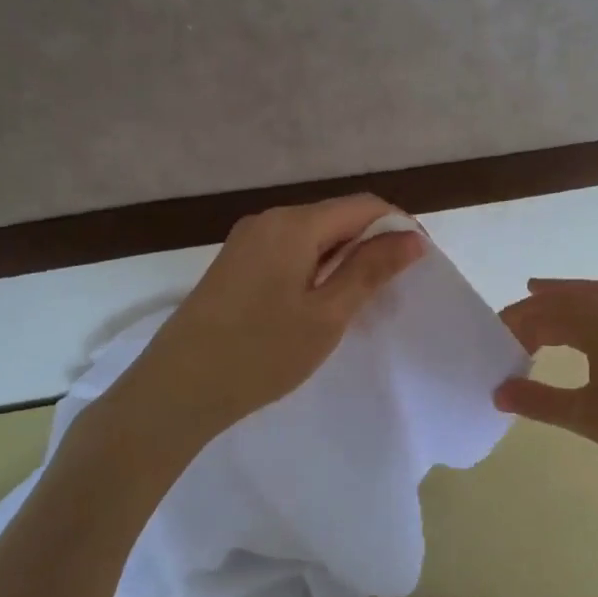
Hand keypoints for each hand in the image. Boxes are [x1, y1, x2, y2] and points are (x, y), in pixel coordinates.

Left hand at [106, 194, 425, 446]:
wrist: (176, 390)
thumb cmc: (260, 353)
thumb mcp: (327, 314)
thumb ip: (370, 269)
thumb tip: (412, 237)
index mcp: (294, 224)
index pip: (364, 205)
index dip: (399, 226)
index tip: (421, 263)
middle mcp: (269, 220)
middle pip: (337, 217)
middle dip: (372, 244)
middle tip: (393, 291)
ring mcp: (247, 241)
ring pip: (314, 236)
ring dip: (344, 259)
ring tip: (360, 302)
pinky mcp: (235, 264)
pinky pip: (290, 251)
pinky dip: (316, 268)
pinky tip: (319, 304)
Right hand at [494, 278, 597, 572]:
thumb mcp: (588, 416)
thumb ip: (539, 402)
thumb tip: (497, 392)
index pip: (544, 312)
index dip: (514, 323)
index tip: (491, 340)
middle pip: (566, 300)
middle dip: (534, 310)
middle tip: (506, 330)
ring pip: (591, 300)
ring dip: (561, 304)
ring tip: (538, 309)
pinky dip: (586, 313)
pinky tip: (584, 337)